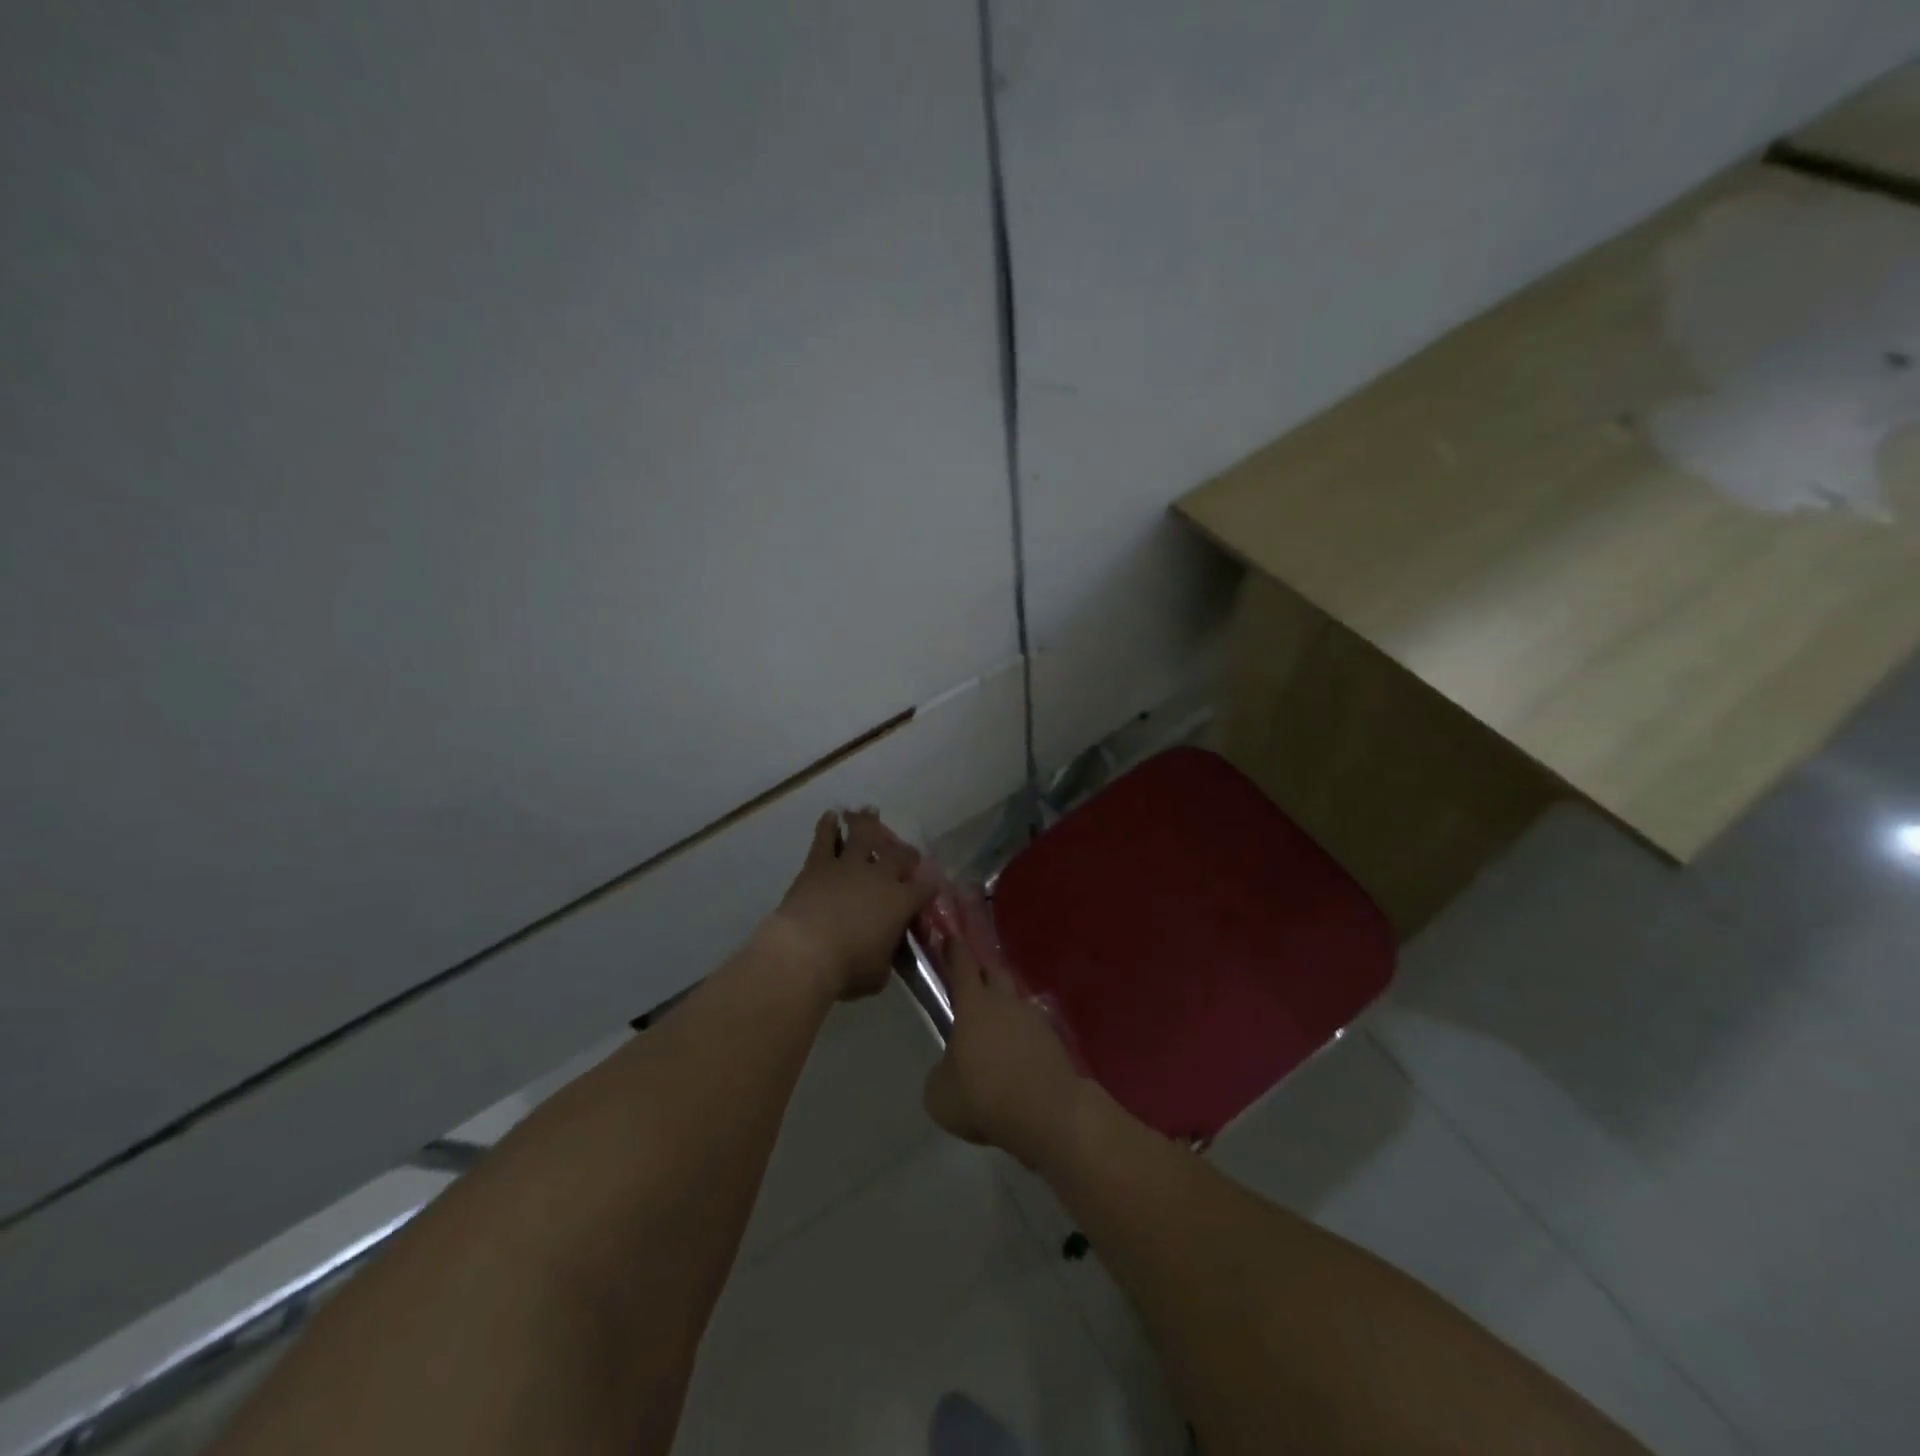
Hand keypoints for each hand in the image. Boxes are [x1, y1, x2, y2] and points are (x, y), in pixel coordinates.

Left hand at [762, 810, 933, 1001]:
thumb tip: (884, 955)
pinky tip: (831, 815)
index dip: (930, 886)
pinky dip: (829, 825)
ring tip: (869, 811)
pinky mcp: (819, 864)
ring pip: (864, 835)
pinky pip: (826, 837)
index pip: (925, 888)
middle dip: (906, 854)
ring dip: (868, 823)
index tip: (931, 887)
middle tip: (906, 854)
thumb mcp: (878, 974)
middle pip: (900, 856)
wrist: (805, 951)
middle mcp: (880, 876)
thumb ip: (886, 958)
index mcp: (901, 902)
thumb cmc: (847, 968)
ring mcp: (849, 865)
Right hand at [923, 939, 1083, 1168]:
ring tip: (994, 1026)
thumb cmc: (984, 1096)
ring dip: (1004, 1007)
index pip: (962, 965)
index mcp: (974, 1005)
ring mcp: (1034, 1019)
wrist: (1048, 1113)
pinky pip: (1032, 1030)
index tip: (950, 938)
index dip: (954, 950)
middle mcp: (1005, 1002)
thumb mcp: (940, 1095)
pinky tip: (1016, 1055)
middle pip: (995, 974)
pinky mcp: (1054, 1041)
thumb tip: (948, 1070)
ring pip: (1015, 1002)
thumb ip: (940, 1074)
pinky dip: (1022, 1036)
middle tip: (972, 978)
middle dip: (983, 972)